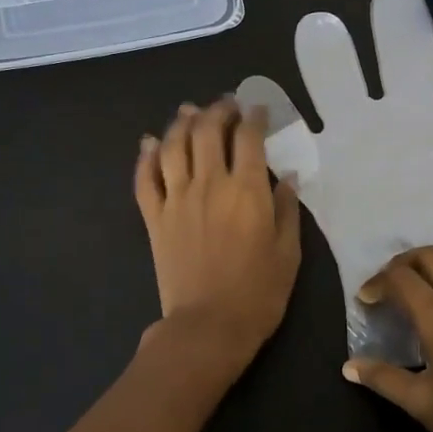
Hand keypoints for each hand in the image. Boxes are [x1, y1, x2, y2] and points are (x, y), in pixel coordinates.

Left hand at [135, 98, 301, 364]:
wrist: (208, 326)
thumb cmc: (258, 293)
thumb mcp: (288, 252)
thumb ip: (287, 209)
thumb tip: (287, 177)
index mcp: (246, 191)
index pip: (249, 138)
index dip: (254, 117)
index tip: (258, 109)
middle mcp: (209, 184)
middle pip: (207, 131)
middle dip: (217, 110)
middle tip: (226, 105)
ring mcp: (176, 199)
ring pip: (172, 146)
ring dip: (180, 123)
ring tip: (189, 112)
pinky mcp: (154, 218)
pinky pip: (144, 179)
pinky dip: (144, 157)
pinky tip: (148, 143)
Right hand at [236, 0, 432, 365]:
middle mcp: (419, 123)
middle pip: (408, 60)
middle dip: (400, 33)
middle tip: (391, 6)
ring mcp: (370, 143)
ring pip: (347, 87)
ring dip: (333, 60)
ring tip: (321, 31)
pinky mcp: (332, 174)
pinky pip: (300, 141)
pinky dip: (280, 115)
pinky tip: (261, 89)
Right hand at [341, 246, 432, 431]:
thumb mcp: (422, 404)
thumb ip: (383, 378)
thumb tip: (348, 366)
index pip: (400, 278)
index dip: (377, 283)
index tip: (366, 300)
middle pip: (430, 256)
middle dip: (403, 263)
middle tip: (388, 285)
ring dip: (432, 263)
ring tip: (417, 286)